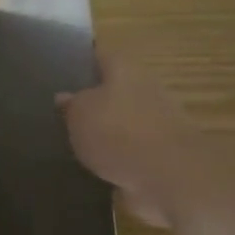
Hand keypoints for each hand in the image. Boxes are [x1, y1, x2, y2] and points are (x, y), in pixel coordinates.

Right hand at [59, 54, 234, 229]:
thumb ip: (71, 105)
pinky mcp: (166, 157)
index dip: (82, 59)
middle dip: (95, 99)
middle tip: (66, 110)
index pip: (101, 55)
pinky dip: (119, 159)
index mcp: (125, 70)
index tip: (62, 68)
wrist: (171, 179)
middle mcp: (146, 90)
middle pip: (116, 88)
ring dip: (108, 131)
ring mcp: (160, 125)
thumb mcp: (79, 114)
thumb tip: (64, 97)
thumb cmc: (118, 133)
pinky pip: (134, 152)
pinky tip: (98, 168)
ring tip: (78, 142)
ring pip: (126, 121)